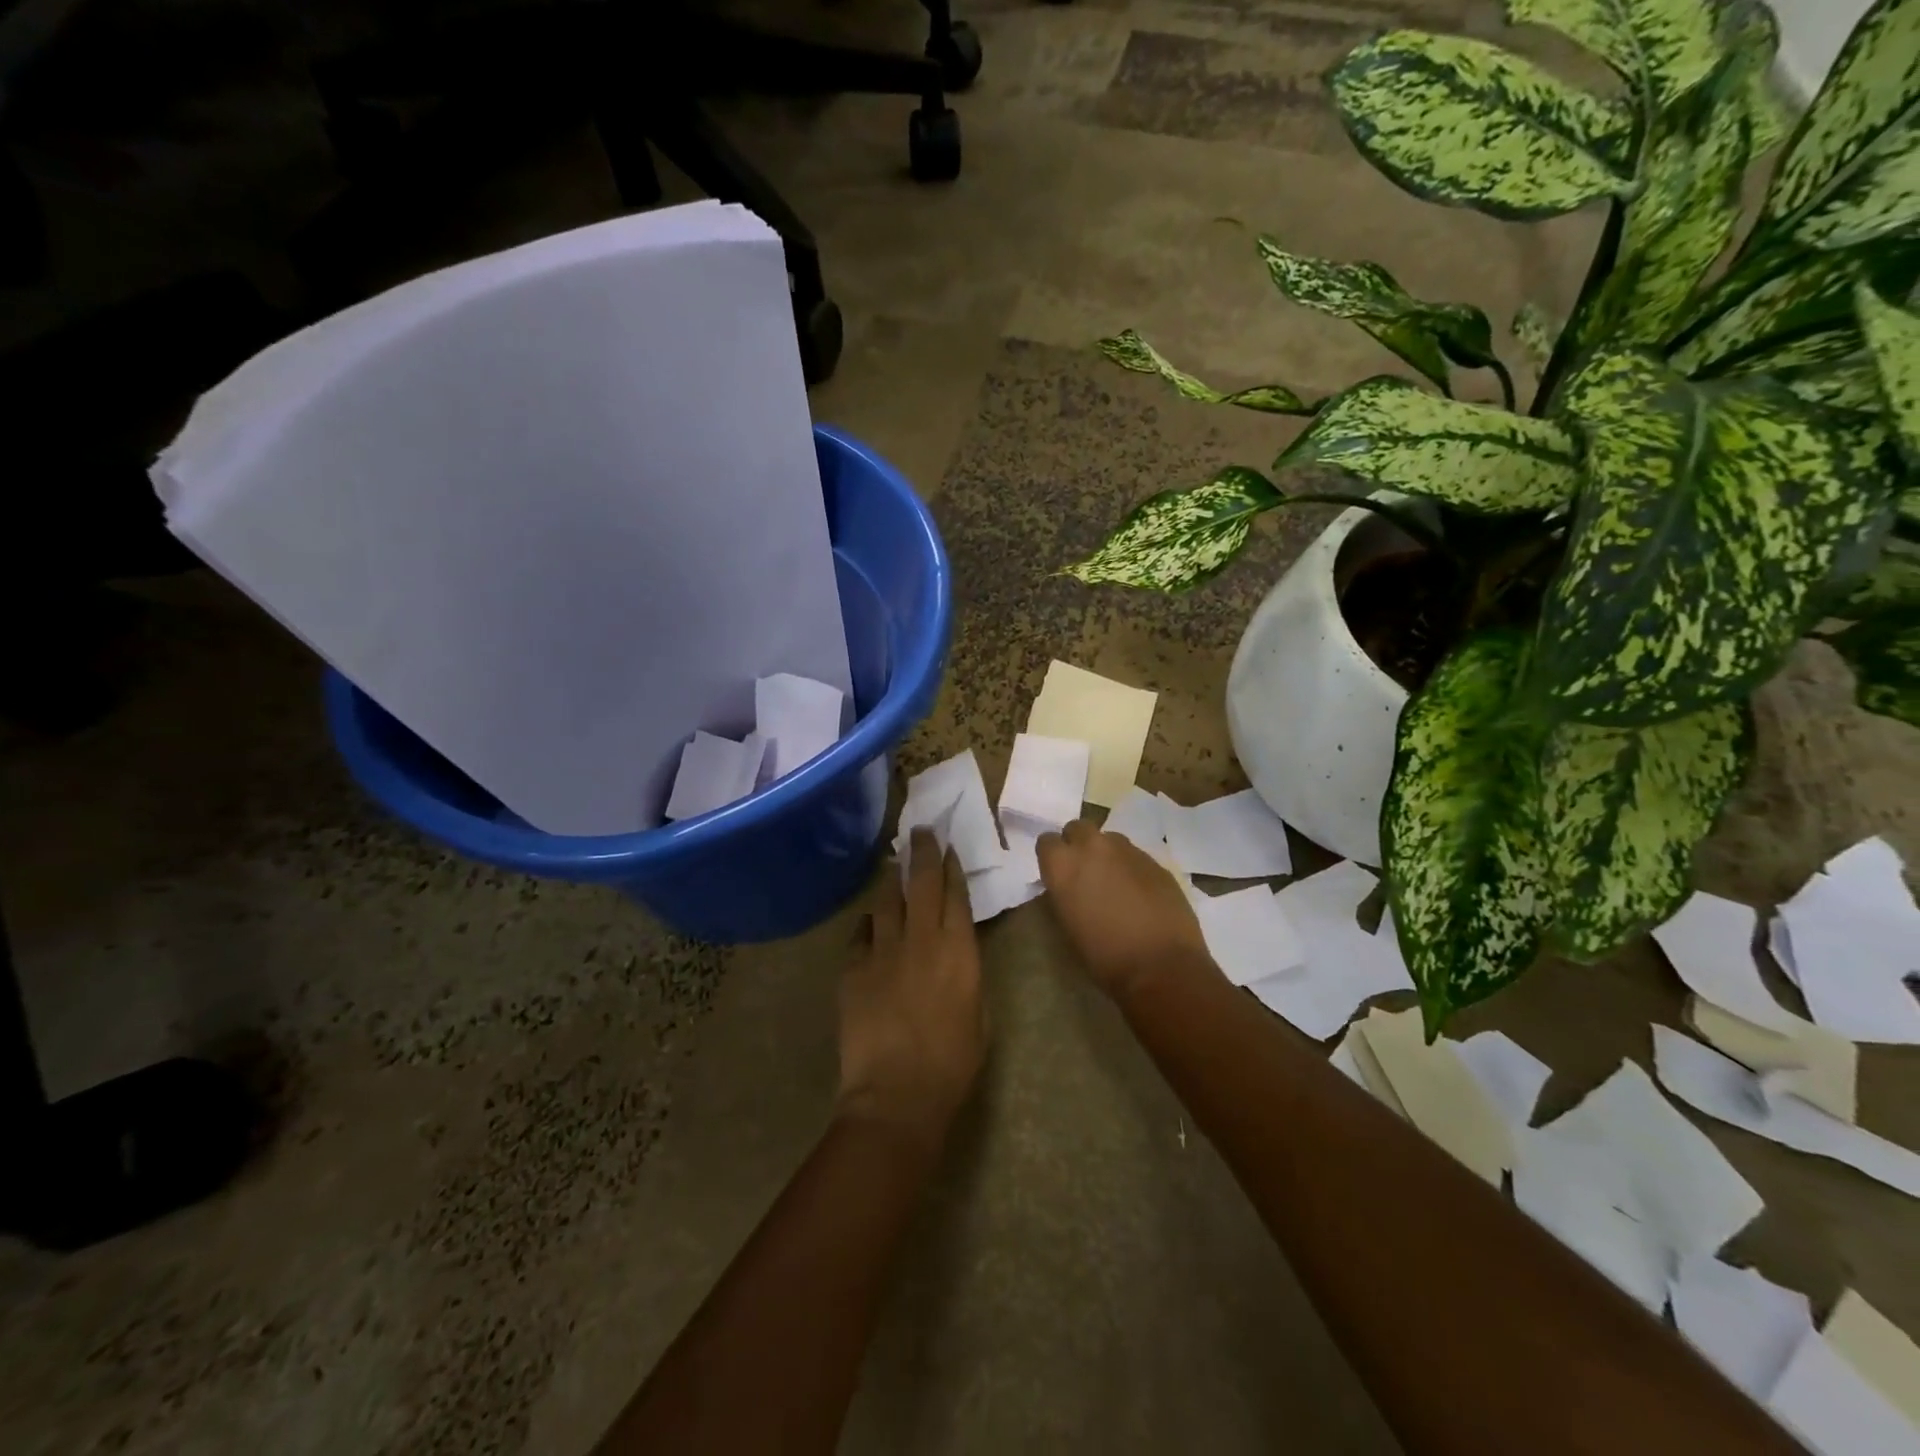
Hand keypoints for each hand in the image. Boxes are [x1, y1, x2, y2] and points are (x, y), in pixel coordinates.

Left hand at [837, 829, 985, 1143]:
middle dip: (922, 852)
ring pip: (886, 900)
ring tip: (892, 863)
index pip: (956, 895)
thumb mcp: (980, 1016)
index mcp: (959, 951)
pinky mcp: (853, 968)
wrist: (896, 1094)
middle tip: (920, 831)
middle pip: (921, 883)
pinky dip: (868, 923)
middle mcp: (921, 940)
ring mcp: (883, 951)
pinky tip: (870, 922)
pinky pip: (860, 933)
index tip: (948, 849)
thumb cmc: (952, 1063)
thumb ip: (968, 975)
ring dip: (891, 878)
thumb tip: (956, 954)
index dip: (952, 868)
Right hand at [1037, 819, 1212, 1001]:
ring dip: (1107, 854)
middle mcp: (1093, 847)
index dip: (1052, 857)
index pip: (1046, 842)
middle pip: (1078, 828)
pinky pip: (1135, 856)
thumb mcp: (1067, 925)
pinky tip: (1140, 894)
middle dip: (1078, 845)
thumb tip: (1068, 886)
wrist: (1161, 965)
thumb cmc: (1104, 956)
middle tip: (1085, 872)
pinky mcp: (1156, 861)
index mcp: (1063, 864)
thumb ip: (1063, 893)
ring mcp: (1128, 850)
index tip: (1057, 874)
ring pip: (1110, 839)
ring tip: (1114, 882)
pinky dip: (1132, 868)